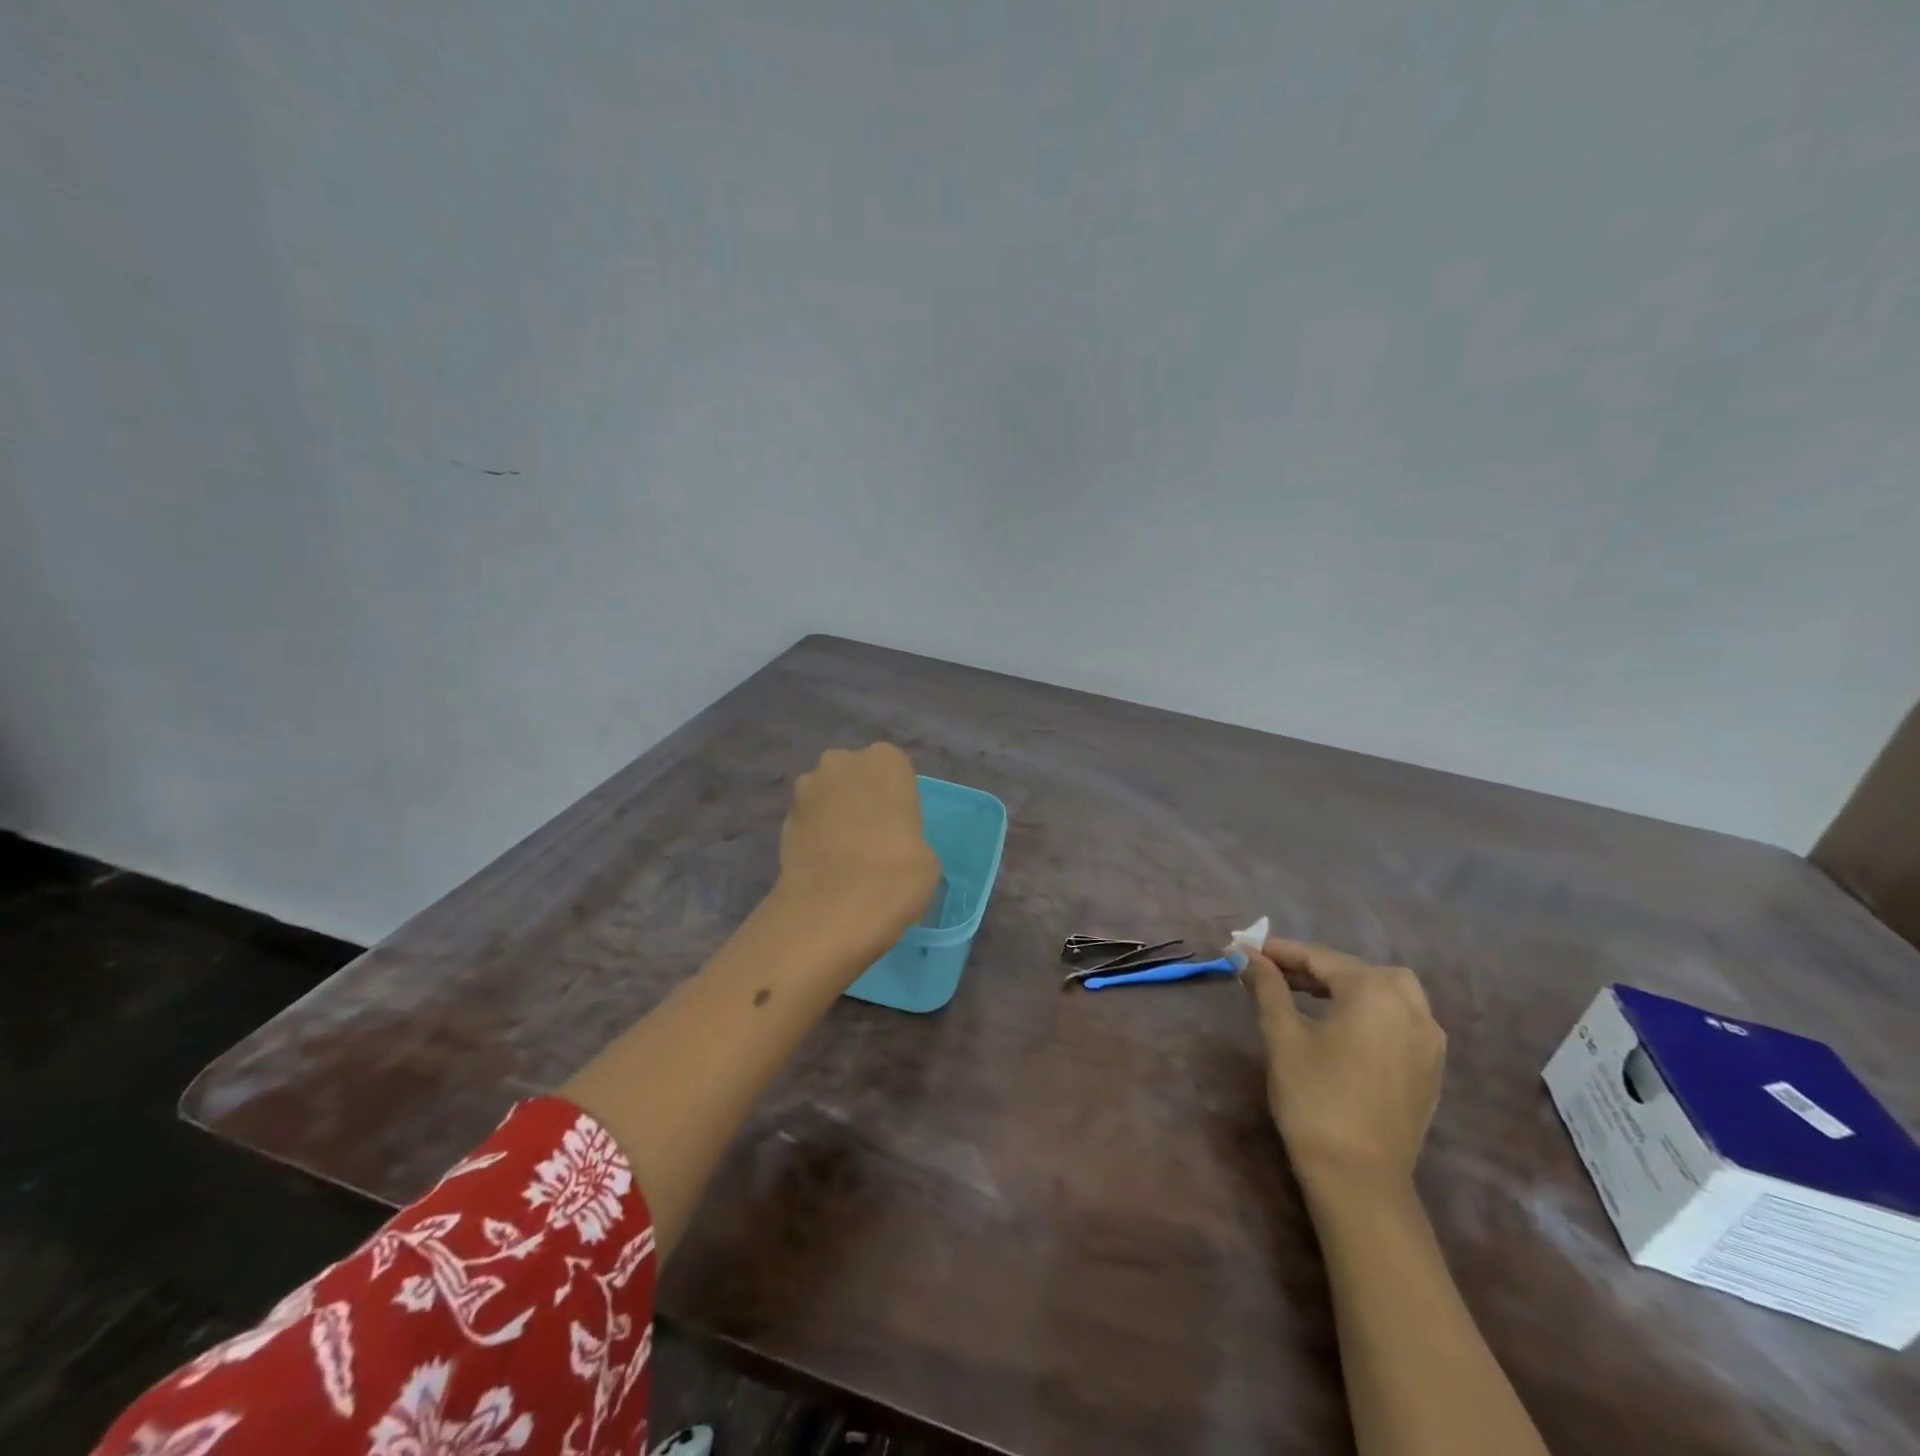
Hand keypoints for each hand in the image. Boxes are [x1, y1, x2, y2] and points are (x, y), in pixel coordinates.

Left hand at [771, 744, 942, 965]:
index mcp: (885, 760)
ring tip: (846, 856)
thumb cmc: (897, 873)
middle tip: (873, 837)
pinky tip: (825, 868)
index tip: (900, 826)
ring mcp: (806, 789)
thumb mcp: (927, 857)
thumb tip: (896, 849)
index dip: (896, 798)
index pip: (894, 769)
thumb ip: (909, 837)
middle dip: (860, 798)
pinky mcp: (782, 820)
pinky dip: (815, 838)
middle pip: (854, 776)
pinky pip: (808, 822)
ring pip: (827, 796)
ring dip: (834, 816)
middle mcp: (842, 762)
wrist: (834, 908)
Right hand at [1240, 938, 1446, 1198]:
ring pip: (1388, 992)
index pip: (1320, 958)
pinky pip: (1402, 1020)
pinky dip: (1372, 1011)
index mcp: (1375, 993)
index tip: (1245, 948)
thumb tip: (1245, 954)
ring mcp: (1429, 1041)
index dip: (1280, 951)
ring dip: (1348, 986)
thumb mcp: (1282, 1035)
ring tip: (1309, 998)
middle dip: (1315, 967)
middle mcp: (1411, 1008)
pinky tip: (1344, 1029)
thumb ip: (1267, 987)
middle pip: (1357, 970)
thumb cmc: (1314, 1098)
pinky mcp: (1431, 1069)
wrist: (1358, 1178)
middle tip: (1275, 975)